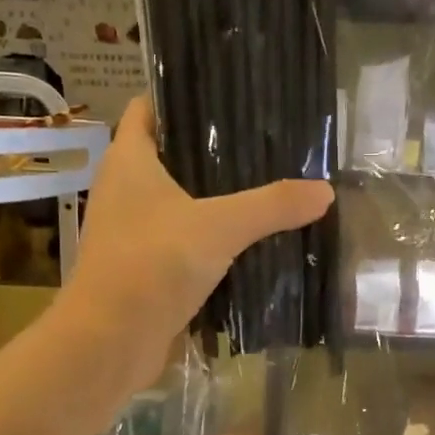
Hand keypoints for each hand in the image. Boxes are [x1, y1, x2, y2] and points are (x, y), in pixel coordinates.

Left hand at [54, 97, 333, 395]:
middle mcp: (123, 191)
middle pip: (168, 156)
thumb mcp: (220, 227)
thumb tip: (324, 191)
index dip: (180, 97)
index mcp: (129, 161)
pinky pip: (180, 244)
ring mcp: (131, 233)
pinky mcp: (143, 270)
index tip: (226, 94)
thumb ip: (272, 206)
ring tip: (263, 189)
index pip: (147, 109)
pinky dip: (208, 241)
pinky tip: (246, 243)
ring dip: (211, 200)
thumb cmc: (153, 264)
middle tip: (262, 145)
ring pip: (176, 204)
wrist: (111, 341)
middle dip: (210, 152)